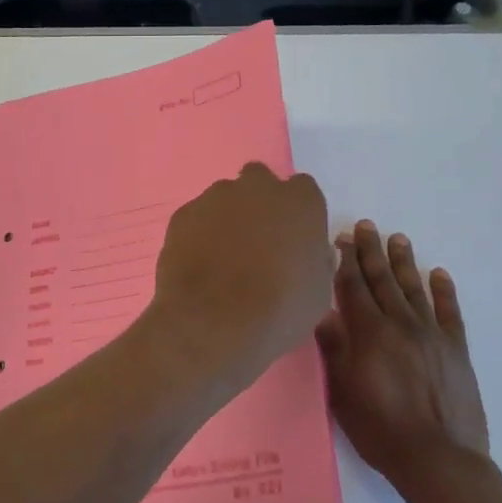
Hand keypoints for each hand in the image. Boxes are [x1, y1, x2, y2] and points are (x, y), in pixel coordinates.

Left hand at [148, 164, 334, 387]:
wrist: (214, 321)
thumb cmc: (280, 310)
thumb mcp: (318, 292)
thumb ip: (314, 261)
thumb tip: (308, 254)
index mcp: (300, 201)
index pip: (302, 191)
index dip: (296, 214)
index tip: (292, 238)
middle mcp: (258, 187)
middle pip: (259, 181)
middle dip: (258, 203)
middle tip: (256, 241)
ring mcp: (215, 197)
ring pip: (224, 198)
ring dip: (226, 218)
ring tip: (222, 259)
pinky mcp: (183, 214)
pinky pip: (195, 217)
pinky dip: (198, 234)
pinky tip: (198, 264)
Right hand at [316, 221, 490, 484]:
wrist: (439, 460)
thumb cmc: (380, 428)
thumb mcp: (342, 391)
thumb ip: (334, 348)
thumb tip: (321, 312)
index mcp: (370, 333)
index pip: (353, 287)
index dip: (345, 261)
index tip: (341, 239)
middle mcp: (401, 324)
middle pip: (383, 280)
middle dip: (372, 251)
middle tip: (366, 226)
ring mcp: (433, 335)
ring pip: (414, 289)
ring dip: (404, 262)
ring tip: (398, 238)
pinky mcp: (456, 351)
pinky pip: (450, 312)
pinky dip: (444, 291)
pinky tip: (439, 274)